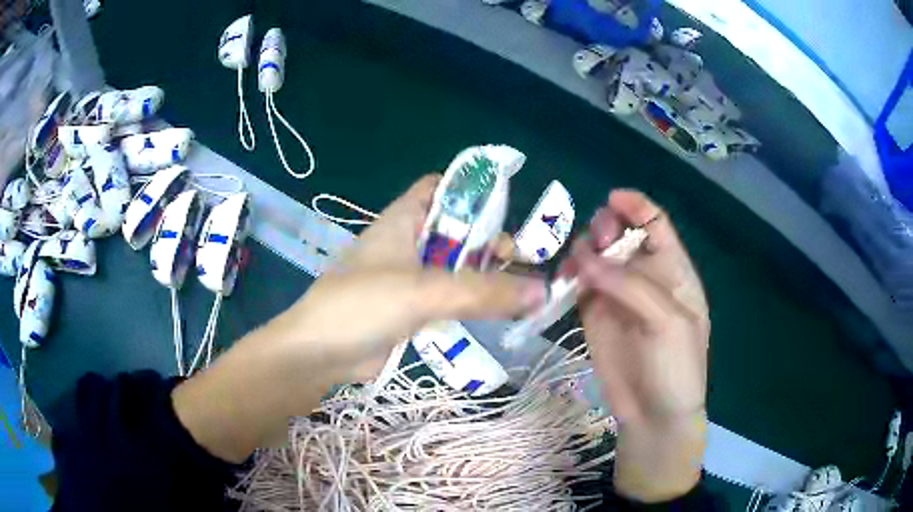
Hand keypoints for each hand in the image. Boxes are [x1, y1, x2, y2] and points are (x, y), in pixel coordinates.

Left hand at [175, 175, 545, 462]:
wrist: (317, 355)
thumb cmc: (361, 306)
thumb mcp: (425, 292)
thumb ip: (484, 292)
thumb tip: (542, 292)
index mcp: (403, 220)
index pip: (440, 187)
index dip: (472, 191)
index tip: (507, 209)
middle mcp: (405, 242)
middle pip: (455, 229)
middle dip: (487, 240)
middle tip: (518, 263)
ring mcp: (405, 276)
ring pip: (452, 266)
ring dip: (481, 275)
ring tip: (514, 292)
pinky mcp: (406, 308)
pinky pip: (445, 296)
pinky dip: (468, 300)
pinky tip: (491, 312)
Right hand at [568, 190, 709, 501]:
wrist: (653, 414)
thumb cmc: (675, 366)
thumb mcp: (667, 322)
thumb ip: (631, 286)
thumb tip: (584, 258)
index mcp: (673, 271)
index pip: (655, 224)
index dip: (636, 206)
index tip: (612, 200)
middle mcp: (643, 276)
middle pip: (621, 235)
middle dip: (605, 228)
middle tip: (594, 244)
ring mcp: (616, 295)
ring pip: (595, 257)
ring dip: (582, 251)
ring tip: (576, 268)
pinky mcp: (593, 314)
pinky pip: (578, 284)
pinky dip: (568, 276)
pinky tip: (562, 281)